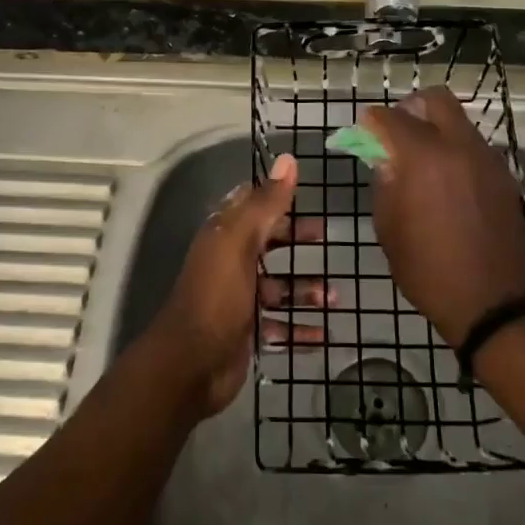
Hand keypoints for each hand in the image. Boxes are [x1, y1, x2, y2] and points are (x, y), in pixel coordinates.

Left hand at [142, 154, 332, 417]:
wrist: (190, 365)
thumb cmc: (217, 295)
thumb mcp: (241, 242)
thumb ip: (266, 203)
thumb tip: (288, 159)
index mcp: (225, 234)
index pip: (252, 204)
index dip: (276, 195)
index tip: (307, 193)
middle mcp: (230, 261)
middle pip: (268, 242)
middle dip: (297, 239)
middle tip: (327, 238)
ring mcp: (239, 298)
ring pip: (278, 286)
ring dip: (306, 289)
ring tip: (334, 298)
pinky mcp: (247, 331)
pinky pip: (280, 325)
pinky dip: (300, 328)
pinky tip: (324, 334)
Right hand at [362, 87, 524, 345]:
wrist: (497, 304)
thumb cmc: (431, 271)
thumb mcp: (389, 231)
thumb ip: (385, 186)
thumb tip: (386, 161)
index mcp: (423, 157)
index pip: (390, 118)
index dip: (371, 121)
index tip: (363, 129)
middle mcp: (458, 146)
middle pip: (435, 99)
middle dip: (410, 108)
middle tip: (397, 132)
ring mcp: (487, 158)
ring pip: (459, 121)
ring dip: (436, 128)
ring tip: (423, 160)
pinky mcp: (504, 175)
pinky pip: (474, 145)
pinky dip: (456, 149)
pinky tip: (447, 180)